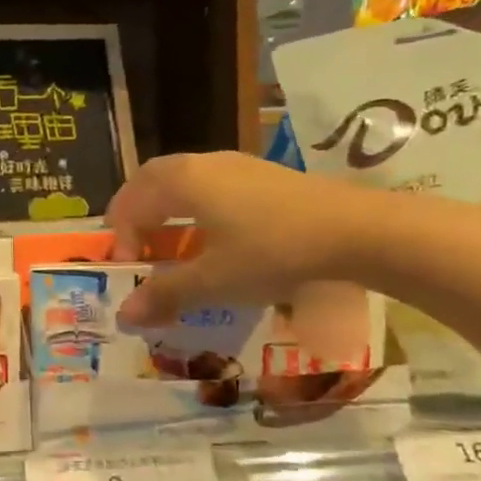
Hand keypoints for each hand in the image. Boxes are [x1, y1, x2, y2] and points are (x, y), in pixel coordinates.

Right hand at [105, 151, 377, 325]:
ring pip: (184, 181)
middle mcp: (204, 164)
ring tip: (171, 245)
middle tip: (134, 247)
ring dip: (168, 210)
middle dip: (136, 213)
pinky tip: (215, 238)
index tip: (128, 269)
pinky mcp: (265, 177)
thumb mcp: (214, 281)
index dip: (121, 236)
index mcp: (182, 181)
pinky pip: (212, 186)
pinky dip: (197, 208)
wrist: (359, 231)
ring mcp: (238, 165)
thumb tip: (123, 315)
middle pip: (153, 180)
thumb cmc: (273, 252)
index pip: (132, 202)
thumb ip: (165, 294)